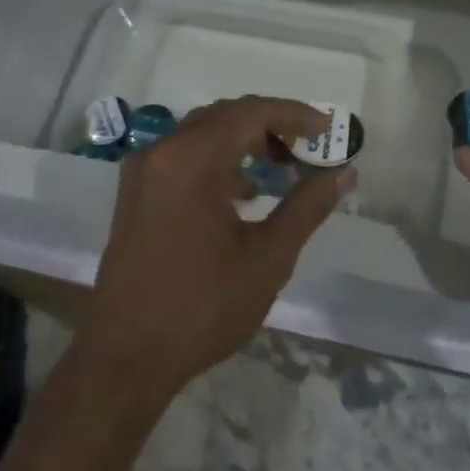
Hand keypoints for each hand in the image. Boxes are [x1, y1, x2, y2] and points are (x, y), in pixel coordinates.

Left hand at [83, 97, 353, 406]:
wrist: (125, 358)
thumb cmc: (202, 307)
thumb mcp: (268, 257)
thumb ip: (308, 206)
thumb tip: (344, 172)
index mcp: (191, 159)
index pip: (251, 112)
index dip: (294, 115)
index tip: (328, 129)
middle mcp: (162, 152)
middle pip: (225, 116)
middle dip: (271, 125)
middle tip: (308, 148)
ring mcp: (143, 171)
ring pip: (203, 134)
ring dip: (245, 141)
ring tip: (282, 168)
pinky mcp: (136, 193)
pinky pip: (183, 157)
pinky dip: (218, 160)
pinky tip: (243, 194)